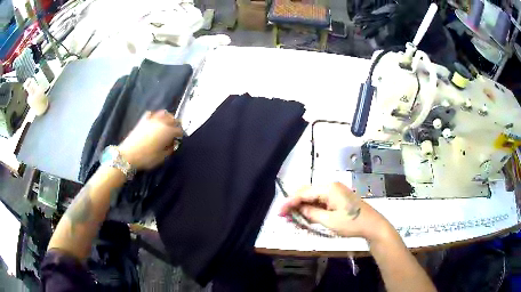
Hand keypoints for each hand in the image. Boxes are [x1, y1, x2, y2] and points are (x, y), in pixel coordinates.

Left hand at [119, 110, 182, 169]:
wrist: (128, 155)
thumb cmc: (146, 158)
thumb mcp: (161, 157)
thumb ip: (169, 149)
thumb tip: (173, 144)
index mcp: (168, 131)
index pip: (179, 130)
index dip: (180, 136)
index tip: (178, 141)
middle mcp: (161, 122)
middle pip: (173, 119)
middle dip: (176, 125)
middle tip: (175, 133)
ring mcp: (152, 120)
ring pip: (164, 113)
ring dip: (168, 117)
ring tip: (167, 124)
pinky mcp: (143, 120)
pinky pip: (152, 114)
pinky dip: (156, 116)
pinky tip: (155, 120)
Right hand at [279, 182, 393, 241]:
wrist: (373, 225)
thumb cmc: (352, 223)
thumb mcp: (329, 221)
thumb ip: (311, 213)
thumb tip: (298, 209)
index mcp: (329, 188)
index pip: (303, 193)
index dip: (290, 202)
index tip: (279, 212)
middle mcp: (331, 186)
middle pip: (307, 193)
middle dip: (295, 204)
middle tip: (285, 216)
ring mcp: (335, 192)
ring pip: (313, 197)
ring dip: (303, 207)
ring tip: (293, 218)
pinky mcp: (338, 198)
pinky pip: (321, 201)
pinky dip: (312, 208)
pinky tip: (307, 216)